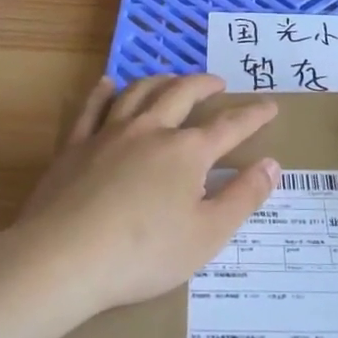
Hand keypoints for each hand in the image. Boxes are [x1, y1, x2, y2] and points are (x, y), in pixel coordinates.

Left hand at [13, 74, 278, 314]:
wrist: (64, 257)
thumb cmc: (144, 253)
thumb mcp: (208, 235)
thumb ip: (243, 197)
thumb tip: (272, 164)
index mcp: (187, 152)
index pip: (229, 126)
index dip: (253, 115)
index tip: (270, 106)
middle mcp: (151, 130)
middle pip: (182, 94)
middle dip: (204, 84)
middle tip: (218, 82)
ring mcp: (110, 133)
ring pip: (139, 92)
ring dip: (161, 80)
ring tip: (172, 79)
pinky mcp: (75, 146)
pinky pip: (92, 108)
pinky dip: (103, 92)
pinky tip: (107, 84)